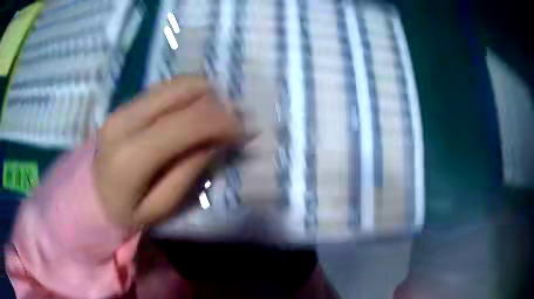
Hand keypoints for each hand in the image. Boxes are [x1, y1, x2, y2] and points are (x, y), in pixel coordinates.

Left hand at [94, 76, 242, 227]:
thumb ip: (190, 169)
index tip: (244, 131)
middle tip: (230, 125)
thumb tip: (219, 138)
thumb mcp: (161, 206)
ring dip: (204, 96)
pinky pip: (166, 88)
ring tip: (213, 119)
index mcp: (132, 155)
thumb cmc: (124, 213)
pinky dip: (188, 96)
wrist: (87, 197)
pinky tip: (192, 115)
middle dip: (218, 103)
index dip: (224, 121)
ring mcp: (123, 105)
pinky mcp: (125, 102)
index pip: (189, 122)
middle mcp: (126, 119)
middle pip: (186, 90)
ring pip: (178, 82)